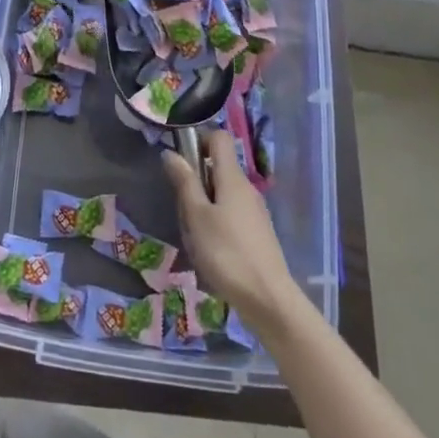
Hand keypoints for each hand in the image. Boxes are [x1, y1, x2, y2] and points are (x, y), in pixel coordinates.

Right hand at [162, 131, 302, 331]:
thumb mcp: (196, 216)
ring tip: (195, 237)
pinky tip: (210, 252)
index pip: (219, 138)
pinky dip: (216, 224)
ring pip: (223, 195)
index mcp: (233, 178)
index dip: (199, 141)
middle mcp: (247, 188)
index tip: (182, 163)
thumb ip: (184, 182)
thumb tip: (171, 152)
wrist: (268, 299)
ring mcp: (255, 211)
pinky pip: (231, 215)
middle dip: (196, 182)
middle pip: (218, 168)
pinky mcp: (257, 233)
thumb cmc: (226, 253)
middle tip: (184, 211)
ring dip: (204, 207)